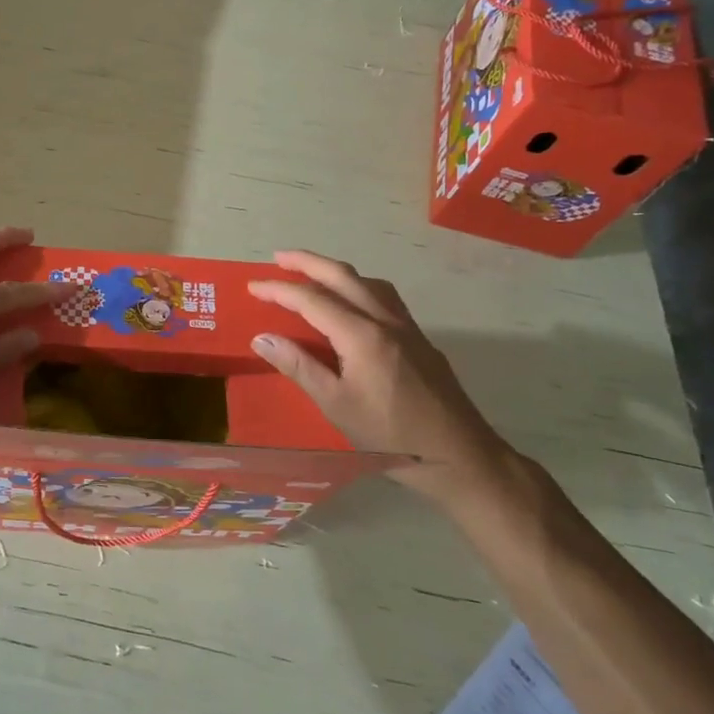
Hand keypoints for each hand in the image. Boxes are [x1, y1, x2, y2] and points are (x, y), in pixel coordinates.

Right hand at [247, 250, 517, 502]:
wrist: (460, 456)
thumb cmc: (391, 436)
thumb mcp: (336, 405)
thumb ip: (299, 366)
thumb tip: (262, 338)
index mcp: (362, 335)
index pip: (312, 300)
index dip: (279, 290)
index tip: (252, 286)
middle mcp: (386, 321)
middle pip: (343, 276)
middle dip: (308, 262)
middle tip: (278, 257)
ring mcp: (408, 328)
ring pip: (369, 282)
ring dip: (337, 271)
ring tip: (313, 275)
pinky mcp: (420, 340)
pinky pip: (385, 298)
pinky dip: (359, 287)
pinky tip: (354, 304)